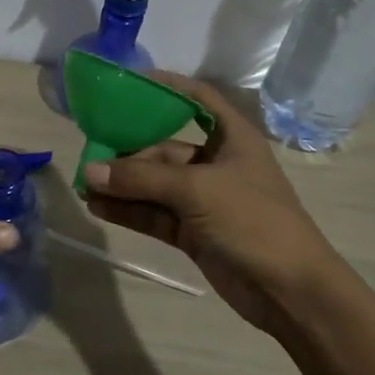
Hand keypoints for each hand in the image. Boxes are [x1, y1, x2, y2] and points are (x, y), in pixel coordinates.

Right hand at [82, 74, 338, 337]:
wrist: (289, 290)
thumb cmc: (253, 221)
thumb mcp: (197, 190)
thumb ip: (141, 178)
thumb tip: (90, 171)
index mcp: (232, 138)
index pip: (197, 99)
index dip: (166, 87)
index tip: (127, 84)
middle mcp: (217, 164)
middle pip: (165, 147)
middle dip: (128, 151)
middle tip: (89, 152)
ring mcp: (204, 200)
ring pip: (155, 184)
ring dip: (122, 184)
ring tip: (84, 184)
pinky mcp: (193, 232)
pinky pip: (154, 213)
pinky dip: (128, 210)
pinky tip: (98, 207)